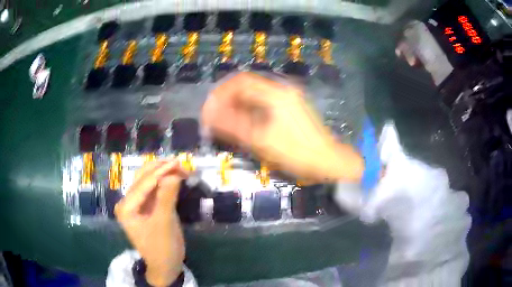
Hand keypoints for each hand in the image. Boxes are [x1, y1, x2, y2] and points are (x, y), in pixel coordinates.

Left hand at [115, 159, 187, 286]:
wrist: (165, 266)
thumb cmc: (162, 248)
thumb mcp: (165, 223)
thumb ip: (167, 197)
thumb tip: (173, 173)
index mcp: (126, 207)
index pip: (144, 183)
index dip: (161, 171)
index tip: (179, 162)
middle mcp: (127, 202)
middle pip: (143, 178)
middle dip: (162, 170)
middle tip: (181, 164)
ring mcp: (136, 204)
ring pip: (148, 181)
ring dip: (163, 173)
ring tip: (180, 168)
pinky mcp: (145, 207)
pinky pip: (153, 190)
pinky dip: (164, 182)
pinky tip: (174, 177)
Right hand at [202, 72, 363, 182]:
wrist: (328, 162)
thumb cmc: (297, 153)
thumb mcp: (261, 141)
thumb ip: (233, 125)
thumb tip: (208, 115)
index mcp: (276, 93)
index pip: (240, 81)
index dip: (220, 93)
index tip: (209, 110)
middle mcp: (281, 90)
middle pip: (246, 87)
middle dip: (227, 101)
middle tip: (214, 120)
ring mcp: (287, 99)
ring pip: (254, 96)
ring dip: (237, 107)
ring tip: (224, 125)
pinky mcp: (289, 109)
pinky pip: (263, 105)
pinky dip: (249, 112)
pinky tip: (242, 126)